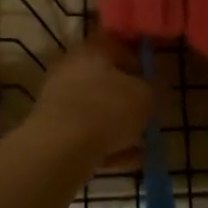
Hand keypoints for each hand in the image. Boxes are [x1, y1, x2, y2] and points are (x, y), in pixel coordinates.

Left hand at [29, 34, 152, 165]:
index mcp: (93, 50)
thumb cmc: (108, 110)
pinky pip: (87, 135)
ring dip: (120, 128)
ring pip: (98, 112)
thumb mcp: (146, 96)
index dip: (141, 64)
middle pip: (107, 82)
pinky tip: (128, 160)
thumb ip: (152, 89)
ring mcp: (59, 100)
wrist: (61, 148)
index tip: (155, 84)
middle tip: (148, 117)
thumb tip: (149, 90)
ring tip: (142, 146)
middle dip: (129, 101)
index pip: (120, 46)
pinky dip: (107, 145)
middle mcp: (71, 69)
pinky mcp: (53, 130)